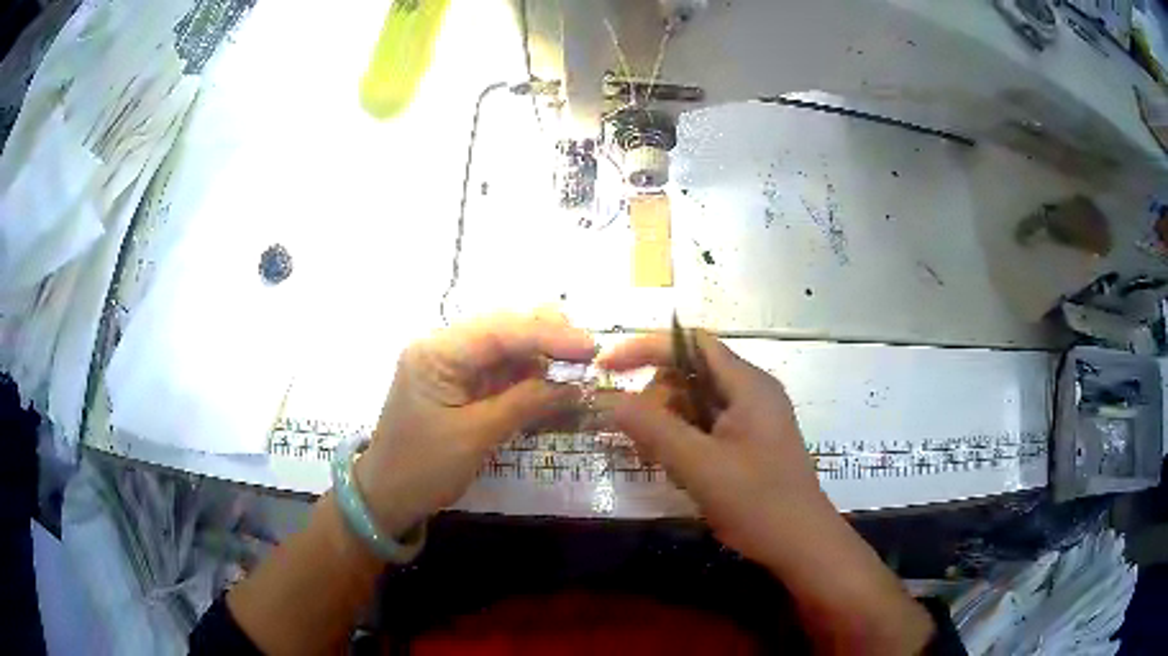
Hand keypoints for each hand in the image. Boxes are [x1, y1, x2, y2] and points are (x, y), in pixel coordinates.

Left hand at [355, 312, 594, 536]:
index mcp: (435, 352)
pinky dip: (530, 376)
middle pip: (504, 328)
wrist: (388, 496)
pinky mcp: (462, 384)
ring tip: (579, 368)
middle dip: (548, 338)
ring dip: (543, 357)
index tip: (590, 347)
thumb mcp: (475, 436)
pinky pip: (502, 370)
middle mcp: (443, 347)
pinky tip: (555, 383)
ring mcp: (452, 364)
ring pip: (507, 347)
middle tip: (589, 356)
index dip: (548, 335)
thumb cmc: (424, 467)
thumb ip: (525, 403)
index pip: (499, 330)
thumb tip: (575, 384)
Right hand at [597, 331, 832, 564]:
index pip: (691, 343)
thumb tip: (614, 401)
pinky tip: (675, 468)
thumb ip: (655, 429)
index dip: (647, 347)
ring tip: (653, 456)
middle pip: (691, 373)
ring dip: (668, 422)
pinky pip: (706, 427)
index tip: (609, 367)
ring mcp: (752, 419)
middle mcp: (751, 393)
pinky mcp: (749, 443)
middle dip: (656, 397)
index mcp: (748, 385)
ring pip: (696, 403)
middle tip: (634, 433)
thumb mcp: (700, 465)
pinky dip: (684, 440)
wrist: (801, 543)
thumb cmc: (758, 502)